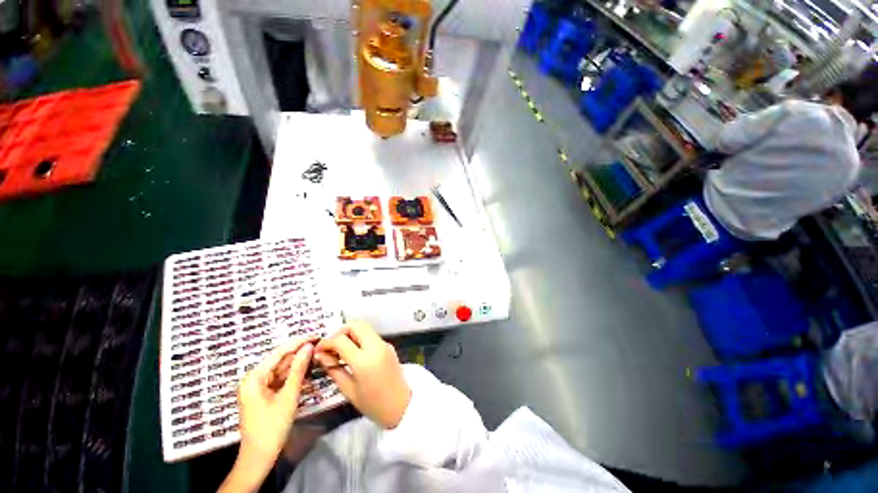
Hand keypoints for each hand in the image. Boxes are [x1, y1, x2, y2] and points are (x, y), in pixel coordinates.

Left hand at [236, 339, 313, 473]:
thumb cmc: (271, 427)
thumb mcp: (288, 396)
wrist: (259, 457)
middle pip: (280, 360)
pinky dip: (294, 376)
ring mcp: (259, 387)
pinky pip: (281, 380)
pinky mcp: (265, 395)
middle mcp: (254, 379)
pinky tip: (308, 372)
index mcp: (254, 377)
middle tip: (320, 347)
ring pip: (282, 370)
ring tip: (317, 356)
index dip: (298, 342)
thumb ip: (298, 369)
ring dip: (299, 365)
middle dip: (300, 354)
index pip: (279, 352)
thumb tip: (308, 347)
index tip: (316, 336)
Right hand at [315, 321, 410, 428]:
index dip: (326, 342)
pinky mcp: (389, 345)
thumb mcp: (349, 390)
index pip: (341, 340)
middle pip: (355, 325)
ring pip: (364, 327)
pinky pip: (371, 335)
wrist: (402, 405)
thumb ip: (334, 369)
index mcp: (364, 360)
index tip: (318, 350)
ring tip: (340, 350)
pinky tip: (353, 352)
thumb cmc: (373, 404)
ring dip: (350, 334)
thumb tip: (320, 354)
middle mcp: (376, 346)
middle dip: (340, 332)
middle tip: (331, 347)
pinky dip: (359, 338)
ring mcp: (384, 343)